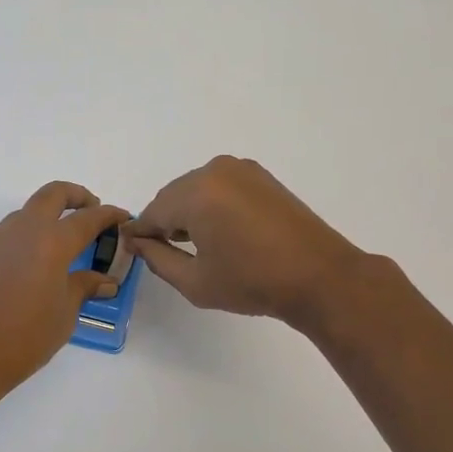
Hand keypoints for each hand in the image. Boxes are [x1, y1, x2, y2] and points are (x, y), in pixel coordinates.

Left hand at [0, 182, 129, 399]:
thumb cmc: (24, 338)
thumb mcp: (64, 314)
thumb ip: (84, 287)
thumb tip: (105, 280)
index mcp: (52, 242)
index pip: (88, 218)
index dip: (109, 215)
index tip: (122, 218)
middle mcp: (24, 229)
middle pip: (54, 194)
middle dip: (77, 196)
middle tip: (91, 211)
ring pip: (27, 212)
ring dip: (48, 217)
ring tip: (60, 245)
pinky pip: (7, 230)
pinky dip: (25, 235)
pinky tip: (29, 262)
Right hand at [124, 156, 374, 330]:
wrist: (320, 276)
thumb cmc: (253, 282)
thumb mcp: (195, 281)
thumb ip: (157, 259)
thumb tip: (137, 242)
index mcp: (195, 194)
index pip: (152, 212)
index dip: (140, 233)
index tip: (132, 250)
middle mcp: (214, 171)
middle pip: (172, 196)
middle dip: (164, 221)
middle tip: (164, 252)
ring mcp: (240, 169)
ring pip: (195, 189)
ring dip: (188, 212)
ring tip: (196, 245)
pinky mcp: (259, 176)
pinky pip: (219, 186)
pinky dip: (211, 204)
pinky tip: (220, 231)